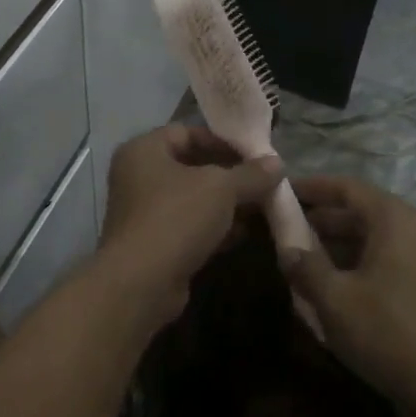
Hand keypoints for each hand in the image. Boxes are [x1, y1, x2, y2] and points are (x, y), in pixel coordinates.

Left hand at [99, 126, 283, 319]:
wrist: (141, 284)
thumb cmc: (176, 218)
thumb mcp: (221, 188)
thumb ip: (250, 174)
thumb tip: (278, 163)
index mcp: (144, 150)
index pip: (187, 132)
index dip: (222, 141)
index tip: (254, 155)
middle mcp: (138, 176)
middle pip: (192, 166)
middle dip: (230, 175)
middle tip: (263, 182)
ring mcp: (144, 211)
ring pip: (193, 198)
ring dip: (226, 203)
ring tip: (262, 207)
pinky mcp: (154, 243)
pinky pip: (189, 225)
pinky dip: (214, 227)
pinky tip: (245, 234)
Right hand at [283, 176, 415, 416]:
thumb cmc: (389, 332)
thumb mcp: (335, 299)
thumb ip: (305, 266)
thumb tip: (286, 249)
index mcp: (392, 218)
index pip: (345, 187)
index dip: (310, 187)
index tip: (279, 191)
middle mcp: (410, 228)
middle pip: (357, 211)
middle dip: (318, 219)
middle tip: (280, 229)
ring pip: (367, 238)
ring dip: (333, 245)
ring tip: (297, 258)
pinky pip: (380, 260)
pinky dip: (352, 264)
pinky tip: (327, 286)